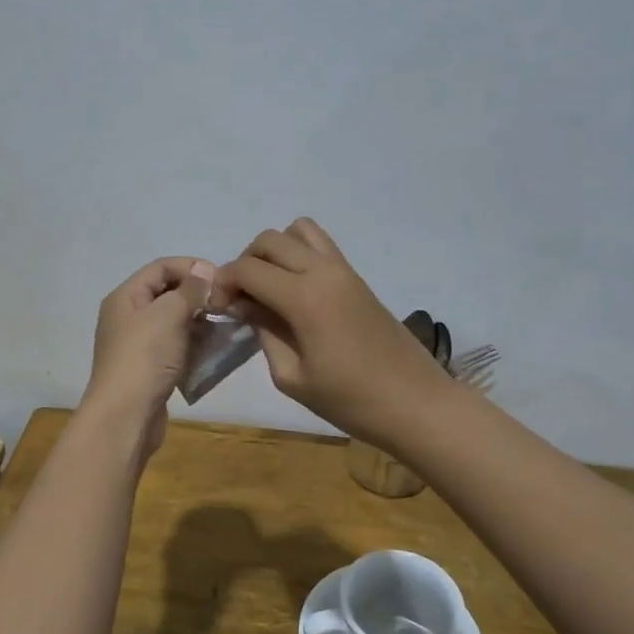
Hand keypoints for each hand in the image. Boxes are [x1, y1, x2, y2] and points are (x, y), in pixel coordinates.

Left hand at [83, 257, 215, 454]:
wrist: (125, 417)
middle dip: (198, 295)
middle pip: (167, 293)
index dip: (191, 267)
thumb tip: (204, 270)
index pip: (161, 267)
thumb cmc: (145, 358)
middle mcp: (128, 316)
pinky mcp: (149, 368)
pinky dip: (194, 344)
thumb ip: (189, 290)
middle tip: (228, 304)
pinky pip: (175, 346)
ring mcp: (138, 344)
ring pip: (174, 322)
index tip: (222, 279)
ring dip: (200, 322)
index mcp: (125, 297)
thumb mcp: (168, 315)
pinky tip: (215, 350)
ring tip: (227, 326)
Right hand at [213, 218, 450, 445]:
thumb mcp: (292, 376)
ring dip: (275, 251)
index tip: (217, 308)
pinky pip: (320, 245)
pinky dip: (299, 254)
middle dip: (245, 263)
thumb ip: (264, 332)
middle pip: (269, 240)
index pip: (247, 269)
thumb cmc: (350, 400)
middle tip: (241, 299)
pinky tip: (295, 291)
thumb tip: (244, 305)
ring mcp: (344, 270)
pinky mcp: (357, 277)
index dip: (224, 283)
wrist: (415, 403)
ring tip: (270, 288)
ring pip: (298, 230)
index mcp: (304, 297)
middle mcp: (323, 270)